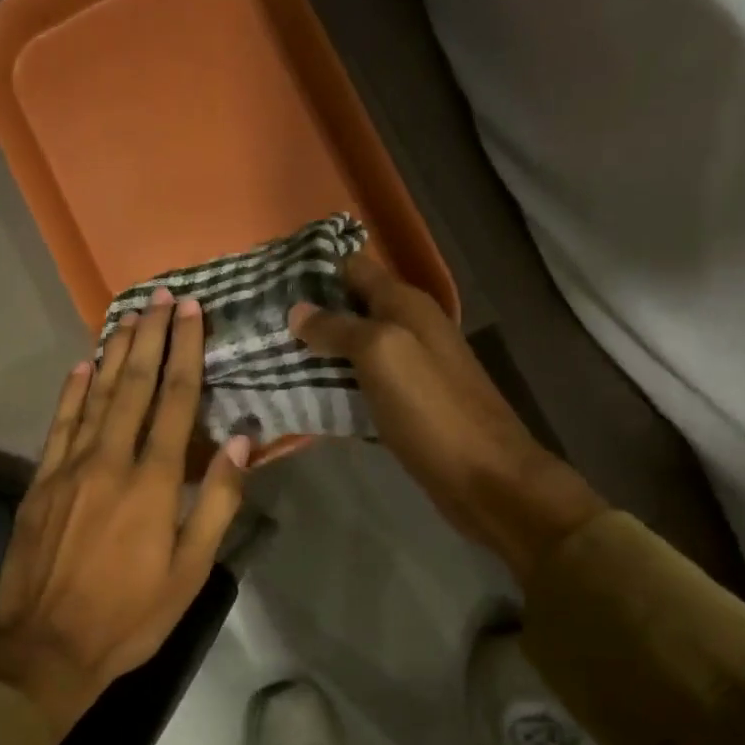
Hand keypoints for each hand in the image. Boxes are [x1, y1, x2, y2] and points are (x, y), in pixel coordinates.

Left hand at [0, 288, 250, 737]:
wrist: (46, 648)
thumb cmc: (131, 615)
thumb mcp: (190, 570)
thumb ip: (216, 502)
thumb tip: (239, 442)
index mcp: (153, 483)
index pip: (175, 402)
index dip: (185, 353)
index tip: (191, 313)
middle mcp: (110, 462)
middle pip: (134, 387)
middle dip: (150, 338)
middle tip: (161, 297)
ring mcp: (69, 469)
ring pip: (95, 397)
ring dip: (114, 353)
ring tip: (128, 316)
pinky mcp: (40, 483)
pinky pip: (59, 426)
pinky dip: (71, 392)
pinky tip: (81, 367)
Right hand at [289, 252, 602, 580]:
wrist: (485, 477)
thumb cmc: (432, 410)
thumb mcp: (382, 355)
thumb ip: (339, 328)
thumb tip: (297, 310)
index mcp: (406, 304)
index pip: (354, 267)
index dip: (314, 269)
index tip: (266, 280)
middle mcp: (410, 327)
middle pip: (351, 307)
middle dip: (309, 313)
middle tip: (258, 325)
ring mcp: (410, 367)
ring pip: (354, 347)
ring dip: (318, 351)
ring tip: (268, 357)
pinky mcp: (406, 404)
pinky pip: (361, 383)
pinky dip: (333, 385)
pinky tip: (301, 394)